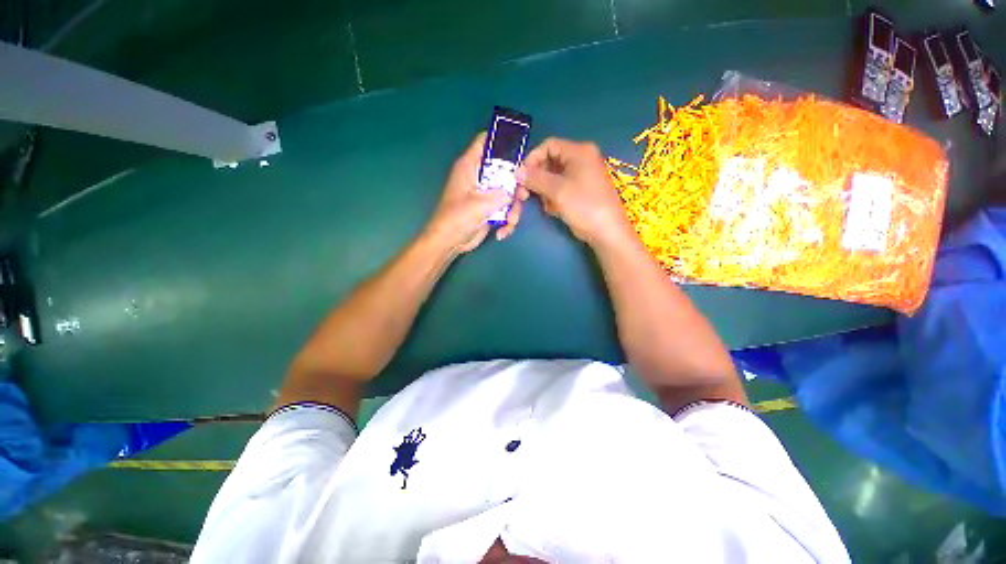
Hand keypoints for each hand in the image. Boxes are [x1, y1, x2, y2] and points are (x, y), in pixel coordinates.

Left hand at [423, 133, 512, 255]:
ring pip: (508, 194)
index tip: (520, 149)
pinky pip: (506, 209)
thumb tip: (515, 191)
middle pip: (504, 170)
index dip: (502, 140)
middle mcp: (479, 177)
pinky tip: (502, 232)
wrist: (450, 242)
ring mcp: (485, 194)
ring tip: (510, 222)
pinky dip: (507, 221)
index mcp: (470, 166)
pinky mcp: (490, 209)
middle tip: (522, 196)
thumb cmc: (458, 218)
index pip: (485, 142)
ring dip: (513, 210)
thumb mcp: (481, 204)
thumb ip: (502, 194)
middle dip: (516, 186)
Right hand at [519, 138, 634, 249]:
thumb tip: (517, 171)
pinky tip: (556, 210)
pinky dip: (554, 198)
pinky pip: (560, 188)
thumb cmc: (584, 206)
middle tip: (525, 195)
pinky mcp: (580, 191)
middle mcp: (581, 160)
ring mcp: (581, 176)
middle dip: (537, 179)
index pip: (548, 146)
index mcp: (579, 152)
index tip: (521, 177)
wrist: (607, 232)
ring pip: (553, 178)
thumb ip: (535, 178)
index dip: (532, 159)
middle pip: (550, 162)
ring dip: (545, 191)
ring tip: (549, 206)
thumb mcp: (557, 190)